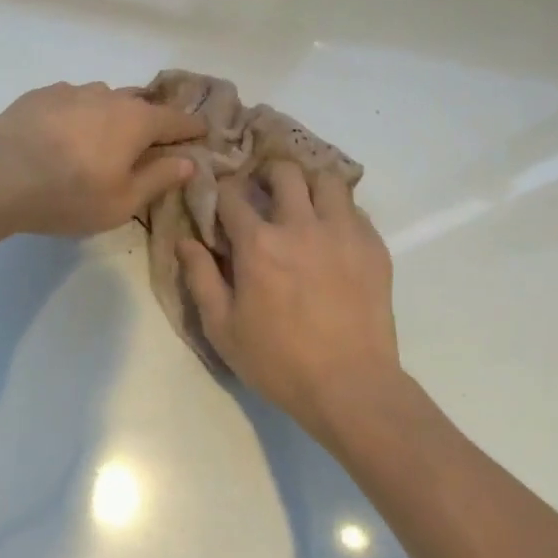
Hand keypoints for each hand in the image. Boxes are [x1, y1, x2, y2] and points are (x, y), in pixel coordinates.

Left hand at [0, 82, 205, 237]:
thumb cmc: (69, 195)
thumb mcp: (122, 201)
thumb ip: (159, 178)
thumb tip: (188, 161)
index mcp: (136, 121)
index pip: (176, 119)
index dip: (192, 128)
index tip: (202, 133)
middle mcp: (108, 96)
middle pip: (141, 103)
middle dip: (152, 119)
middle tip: (153, 139)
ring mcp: (72, 91)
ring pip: (104, 98)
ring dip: (112, 114)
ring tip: (103, 137)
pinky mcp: (40, 95)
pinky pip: (72, 100)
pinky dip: (79, 113)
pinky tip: (65, 133)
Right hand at [179, 160, 401, 434]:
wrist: (351, 386)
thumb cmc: (278, 361)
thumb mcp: (223, 327)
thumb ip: (200, 277)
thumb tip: (184, 240)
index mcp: (258, 243)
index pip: (232, 194)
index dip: (222, 191)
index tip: (220, 198)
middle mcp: (300, 225)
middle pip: (284, 172)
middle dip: (267, 174)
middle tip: (263, 192)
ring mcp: (342, 232)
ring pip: (326, 180)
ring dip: (309, 185)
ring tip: (303, 203)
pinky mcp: (373, 246)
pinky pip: (354, 208)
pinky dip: (338, 210)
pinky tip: (332, 233)